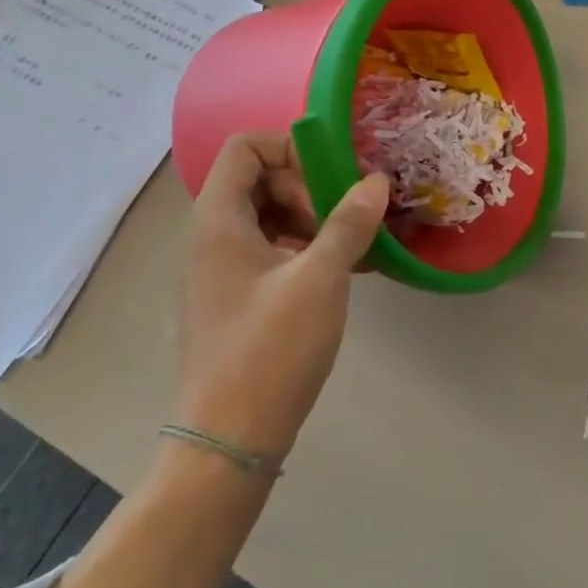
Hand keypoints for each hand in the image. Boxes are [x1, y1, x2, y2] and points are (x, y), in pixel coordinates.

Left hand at [176, 132, 388, 458]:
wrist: (229, 440)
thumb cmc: (271, 349)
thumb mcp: (320, 277)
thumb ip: (349, 222)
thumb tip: (377, 180)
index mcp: (218, 221)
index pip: (245, 148)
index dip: (291, 148)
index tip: (333, 177)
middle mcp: (211, 238)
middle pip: (259, 179)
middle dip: (308, 187)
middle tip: (346, 217)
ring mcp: (220, 271)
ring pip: (268, 217)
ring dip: (312, 219)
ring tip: (352, 246)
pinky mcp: (234, 299)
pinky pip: (269, 251)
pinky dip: (304, 248)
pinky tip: (342, 271)